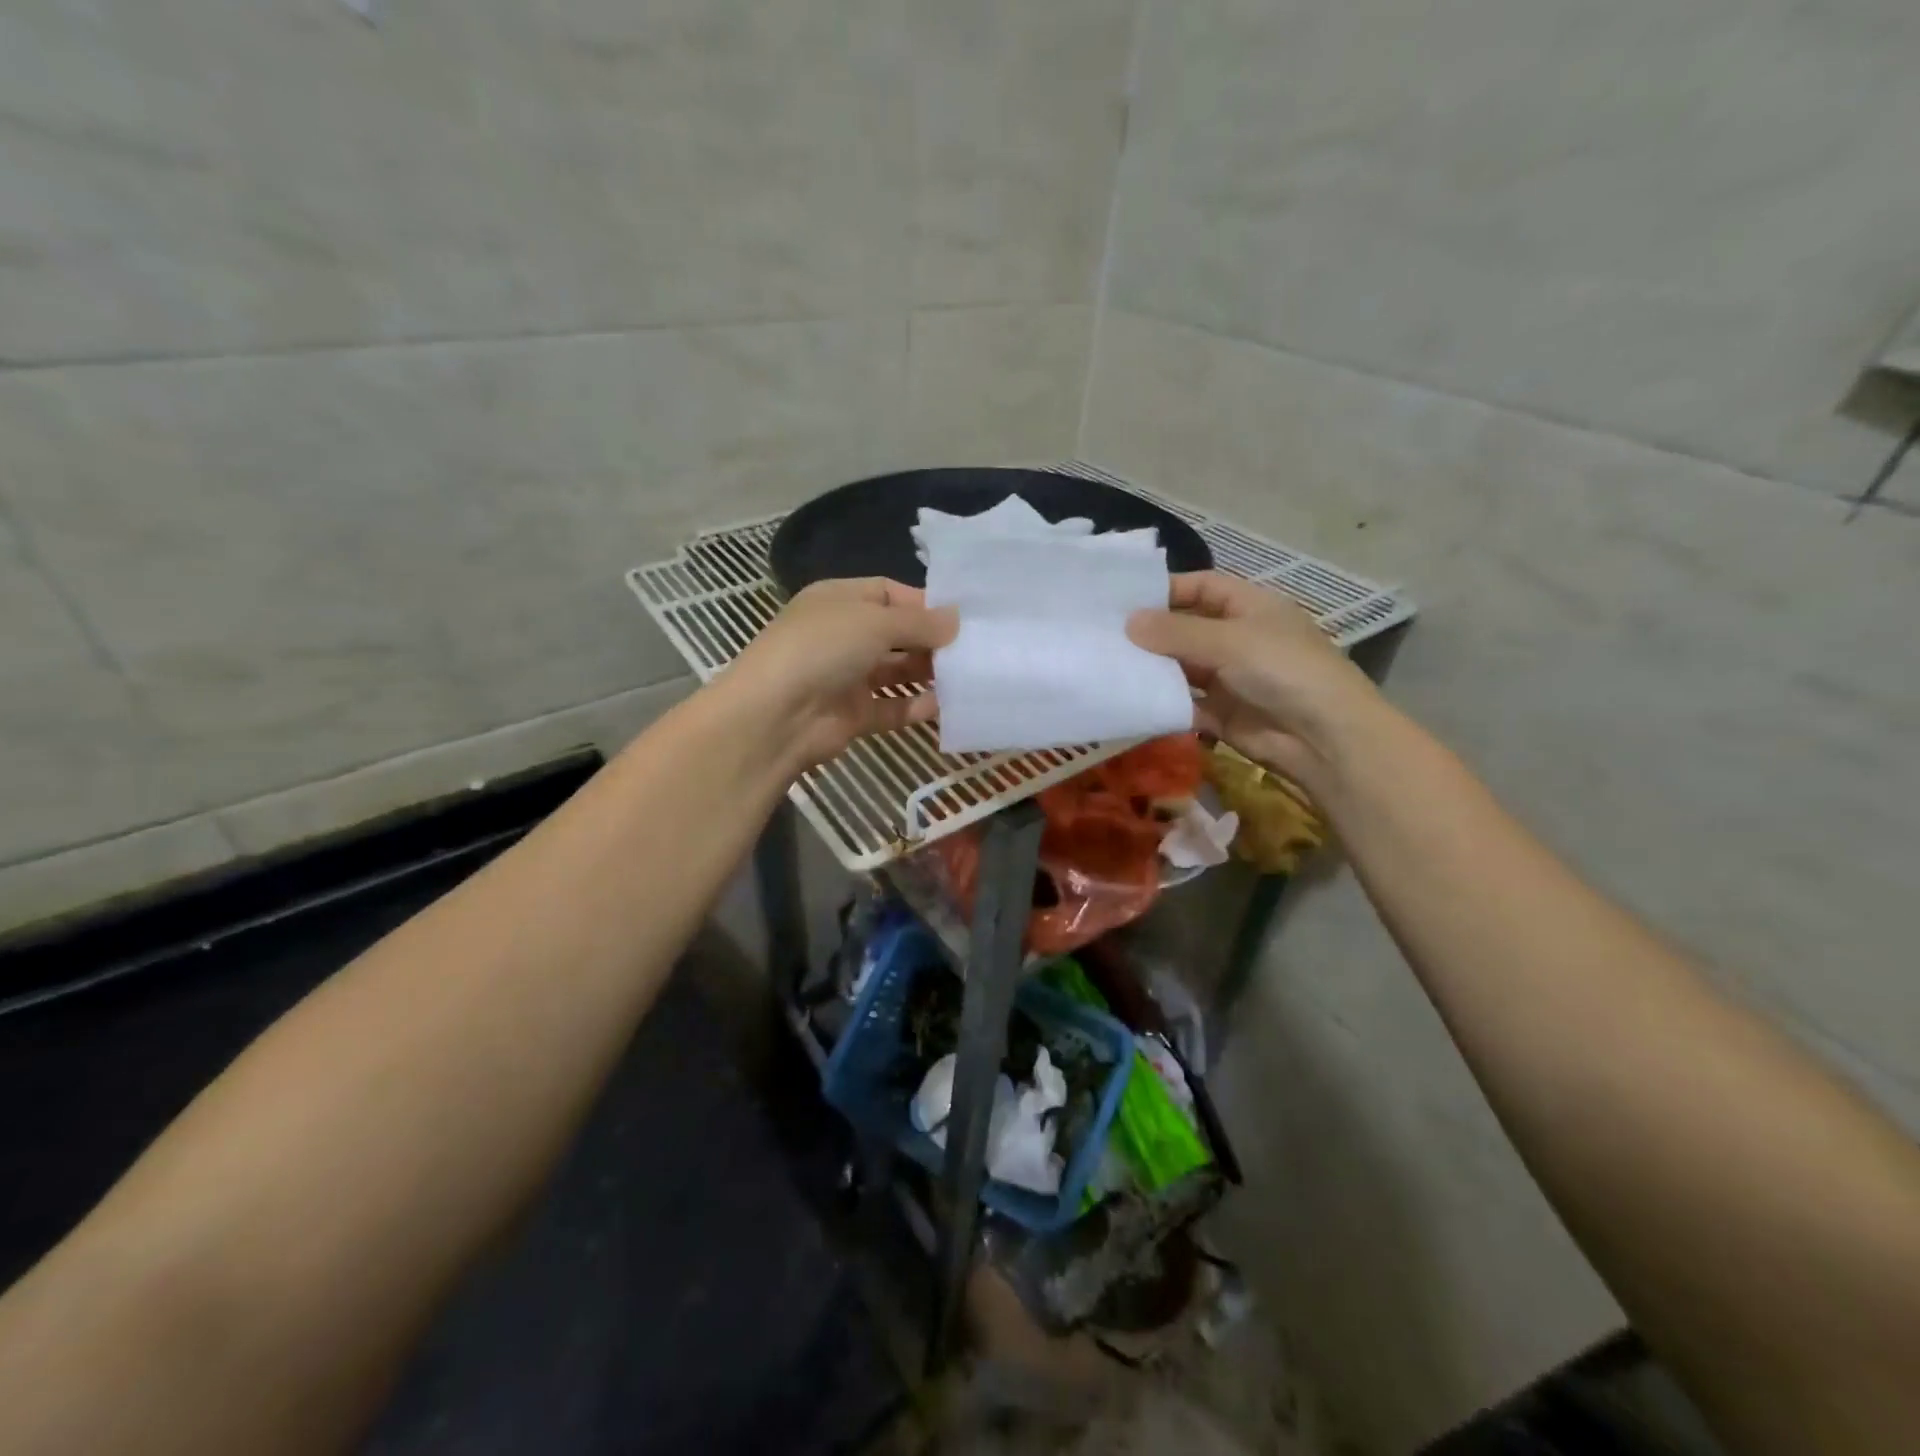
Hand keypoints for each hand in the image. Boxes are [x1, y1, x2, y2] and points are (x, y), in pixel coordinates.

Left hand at [727, 578, 956, 769]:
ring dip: (927, 674)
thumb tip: (956, 620)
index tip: (961, 617)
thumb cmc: (823, 649)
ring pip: (896, 671)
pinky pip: (892, 707)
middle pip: (896, 634)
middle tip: (971, 648)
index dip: (924, 603)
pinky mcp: (853, 714)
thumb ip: (920, 623)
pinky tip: (943, 705)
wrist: (775, 716)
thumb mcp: (875, 622)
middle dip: (931, 640)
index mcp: (839, 600)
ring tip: (966, 676)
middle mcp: (842, 635)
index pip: (888, 593)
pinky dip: (916, 706)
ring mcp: (846, 677)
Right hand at [1128, 571, 1380, 786]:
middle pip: (1186, 629)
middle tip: (1103, 637)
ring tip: (1108, 667)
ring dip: (1152, 670)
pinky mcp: (1221, 714)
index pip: (1202, 588)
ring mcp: (1230, 678)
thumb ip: (1176, 632)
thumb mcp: (1229, 641)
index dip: (1166, 590)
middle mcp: (1238, 639)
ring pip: (1181, 668)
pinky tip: (1130, 701)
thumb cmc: (1283, 670)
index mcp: (1250, 608)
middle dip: (1151, 634)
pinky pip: (1184, 704)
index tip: (1123, 601)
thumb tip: (1128, 622)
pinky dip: (1161, 703)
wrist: (1324, 738)